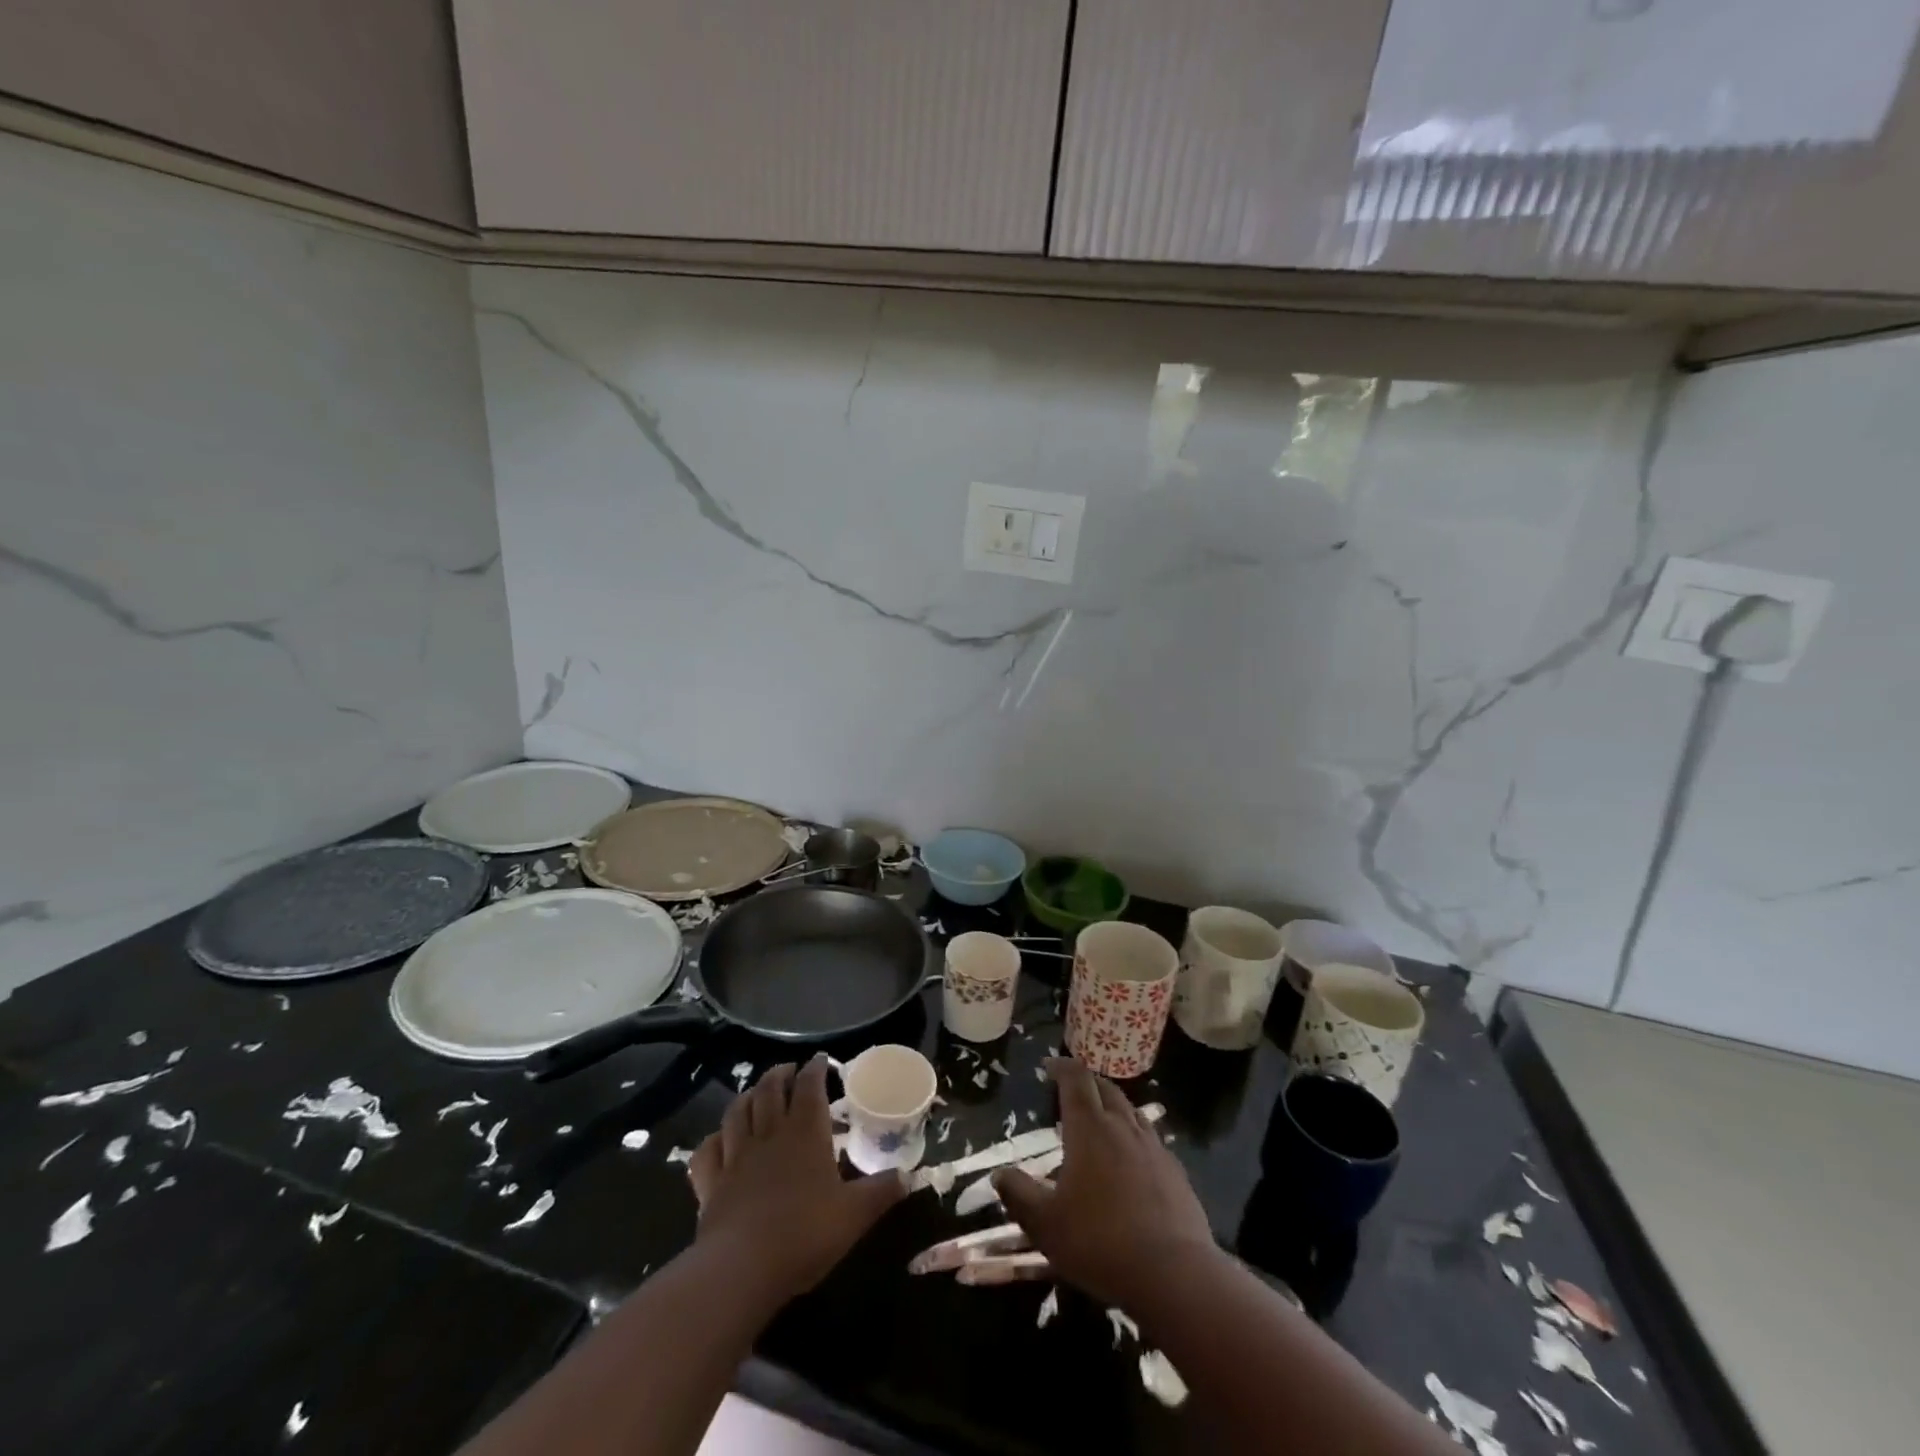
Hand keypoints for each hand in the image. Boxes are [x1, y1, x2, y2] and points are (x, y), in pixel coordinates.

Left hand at [687, 1058, 904, 1302]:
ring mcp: (736, 1156)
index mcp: (805, 1133)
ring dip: (747, 1096)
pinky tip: (719, 1139)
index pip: (809, 1086)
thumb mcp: (855, 1214)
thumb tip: (909, 1176)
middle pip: (769, 1090)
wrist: (743, 1268)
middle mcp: (769, 1134)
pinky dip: (714, 1139)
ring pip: (737, 1111)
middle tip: (789, 1070)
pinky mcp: (711, 1183)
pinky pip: (707, 1151)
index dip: (815, 1069)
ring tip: (755, 1093)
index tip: (821, 1060)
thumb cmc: (805, 1233)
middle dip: (779, 1074)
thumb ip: (882, 1191)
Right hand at [993, 1057, 1217, 1306]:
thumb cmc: (1099, 1242)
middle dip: (1087, 1081)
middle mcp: (1122, 1126)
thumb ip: (1019, 1195)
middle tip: (1073, 1089)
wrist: (1173, 1274)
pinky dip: (1136, 1136)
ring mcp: (1153, 1147)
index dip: (1062, 1067)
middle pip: (1105, 1087)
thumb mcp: (1045, 1225)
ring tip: (1103, 1119)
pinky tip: (1133, 1159)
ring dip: (1113, 1106)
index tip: (1049, 1066)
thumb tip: (1000, 1174)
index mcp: (1089, 1128)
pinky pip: (1151, 1139)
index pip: (1075, 1079)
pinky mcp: (1176, 1171)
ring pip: (1132, 1110)